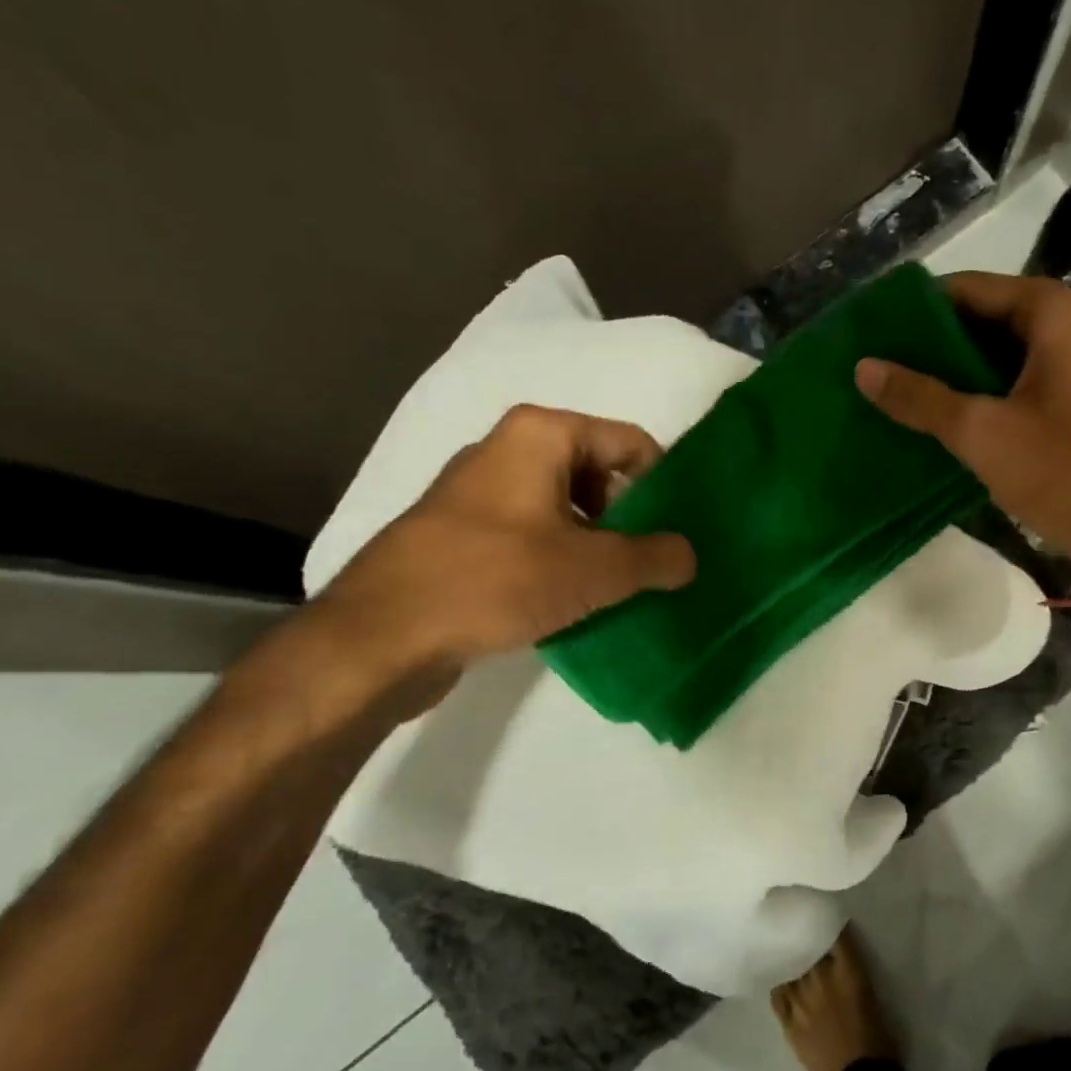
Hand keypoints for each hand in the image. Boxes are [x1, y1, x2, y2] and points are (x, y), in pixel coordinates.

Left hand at [308, 404, 695, 708]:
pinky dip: (562, 559)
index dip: (664, 485)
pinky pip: (533, 534)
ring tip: (620, 587)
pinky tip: (575, 600)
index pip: (630, 443)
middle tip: (653, 562)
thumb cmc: (496, 580)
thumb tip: (689, 556)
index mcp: (541, 434)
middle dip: (632, 518)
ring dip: (599, 543)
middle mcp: (508, 449)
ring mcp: (480, 493)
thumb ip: (655, 558)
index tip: (680, 531)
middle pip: (599, 473)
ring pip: (566, 508)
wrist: (381, 636)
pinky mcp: (462, 534)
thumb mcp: (594, 570)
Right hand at [855, 272, 1070, 594]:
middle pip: (980, 317)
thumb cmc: (1062, 471)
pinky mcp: (1066, 397)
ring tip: (890, 387)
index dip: (914, 309)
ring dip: (946, 370)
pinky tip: (930, 413)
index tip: (868, 331)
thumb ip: (919, 396)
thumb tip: (863, 367)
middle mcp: (1065, 324)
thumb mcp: (981, 432)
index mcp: (1053, 312)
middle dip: (928, 342)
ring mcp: (1069, 362)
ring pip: (992, 352)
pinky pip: (1007, 380)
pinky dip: (972, 392)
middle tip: (873, 363)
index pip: (967, 288)